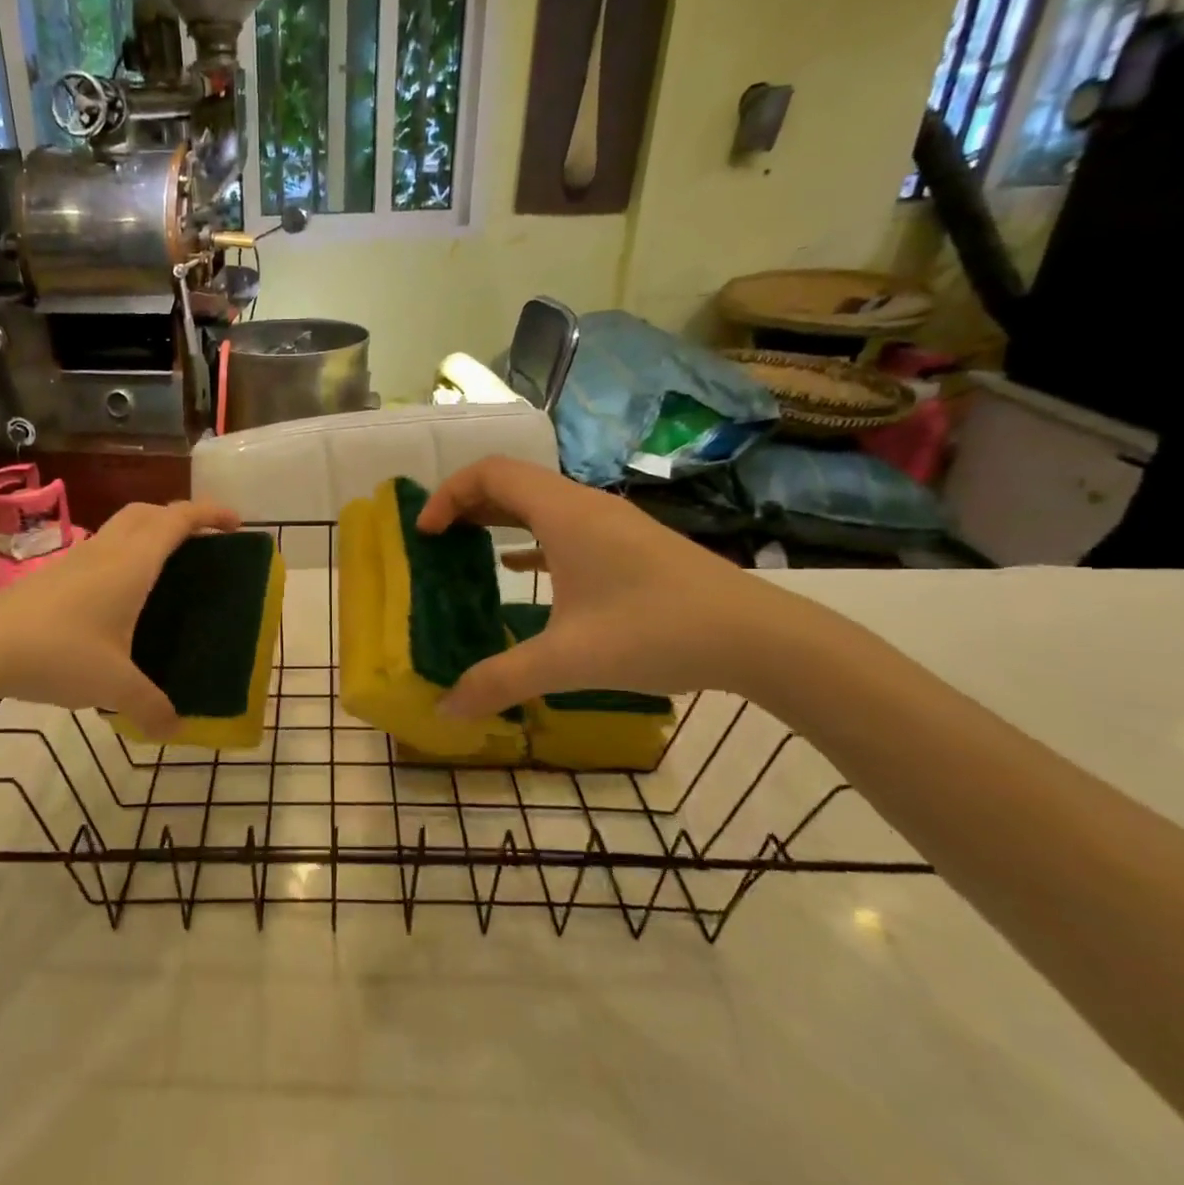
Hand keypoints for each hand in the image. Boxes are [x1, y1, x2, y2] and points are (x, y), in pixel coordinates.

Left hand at [0, 499, 238, 735]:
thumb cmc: (58, 653)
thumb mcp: (113, 686)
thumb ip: (150, 707)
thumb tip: (176, 729)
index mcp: (132, 564)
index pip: (178, 520)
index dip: (210, 513)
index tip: (236, 523)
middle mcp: (107, 551)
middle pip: (148, 512)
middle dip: (180, 516)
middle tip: (202, 541)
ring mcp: (76, 560)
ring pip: (121, 527)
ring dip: (148, 532)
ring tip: (165, 566)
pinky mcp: (53, 576)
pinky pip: (101, 549)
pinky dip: (123, 554)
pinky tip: (120, 595)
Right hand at [416, 458, 797, 715]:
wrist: (758, 638)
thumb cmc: (655, 633)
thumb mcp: (568, 661)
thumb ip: (500, 682)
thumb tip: (446, 710)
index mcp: (564, 513)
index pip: (490, 474)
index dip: (448, 495)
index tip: (425, 534)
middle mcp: (585, 506)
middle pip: (512, 482)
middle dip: (466, 504)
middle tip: (437, 540)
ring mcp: (612, 524)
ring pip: (540, 503)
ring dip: (499, 518)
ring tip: (467, 548)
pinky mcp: (631, 545)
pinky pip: (565, 526)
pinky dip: (532, 537)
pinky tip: (521, 569)